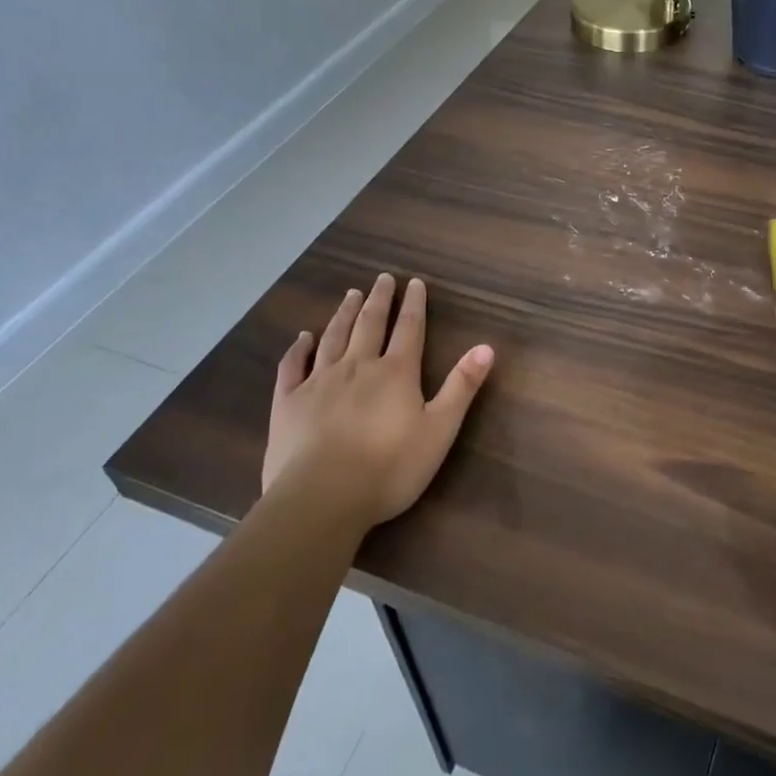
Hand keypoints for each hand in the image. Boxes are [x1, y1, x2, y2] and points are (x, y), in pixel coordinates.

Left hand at [262, 274, 494, 527]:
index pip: (409, 328)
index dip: (414, 304)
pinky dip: (299, 348)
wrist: (322, 497)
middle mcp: (358, 366)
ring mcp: (319, 381)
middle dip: (379, 299)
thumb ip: (462, 387)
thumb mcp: (439, 430)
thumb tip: (486, 347)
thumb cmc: (389, 468)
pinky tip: (303, 337)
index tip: (414, 282)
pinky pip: (293, 366)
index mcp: (396, 372)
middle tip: (382, 278)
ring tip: (350, 294)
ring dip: (344, 313)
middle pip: (370, 324)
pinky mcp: (288, 402)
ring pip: (334, 337)